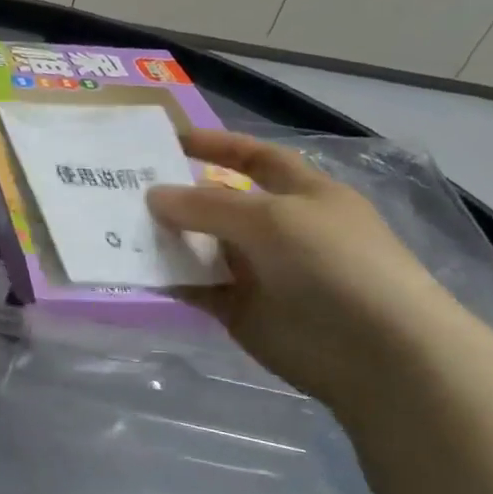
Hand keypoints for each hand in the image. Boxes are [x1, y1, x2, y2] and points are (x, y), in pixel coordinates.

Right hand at [147, 129, 461, 404]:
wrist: (376, 353)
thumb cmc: (334, 264)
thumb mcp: (272, 219)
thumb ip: (207, 206)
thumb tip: (153, 195)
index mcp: (302, 194)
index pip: (255, 158)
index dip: (217, 146)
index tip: (167, 140)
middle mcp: (277, 229)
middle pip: (218, 204)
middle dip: (177, 195)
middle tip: (122, 188)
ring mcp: (258, 271)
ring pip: (201, 247)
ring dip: (165, 238)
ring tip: (116, 227)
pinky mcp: (240, 310)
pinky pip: (196, 287)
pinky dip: (168, 279)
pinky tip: (133, 269)